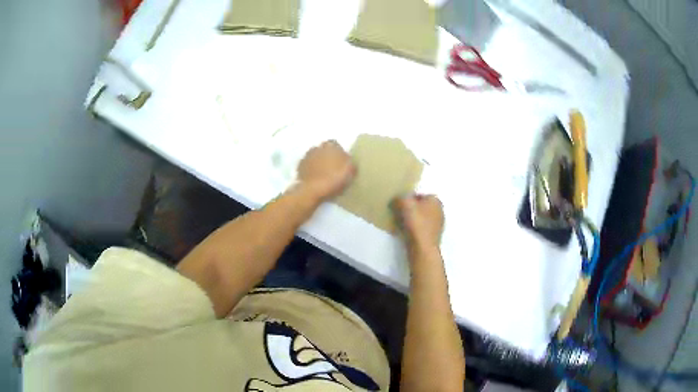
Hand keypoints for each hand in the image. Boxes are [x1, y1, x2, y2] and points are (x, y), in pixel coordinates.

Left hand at [297, 140, 355, 200]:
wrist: (311, 190)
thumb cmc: (333, 179)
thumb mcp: (349, 172)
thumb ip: (351, 163)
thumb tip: (349, 161)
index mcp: (330, 146)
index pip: (336, 145)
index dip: (339, 153)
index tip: (341, 162)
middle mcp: (317, 147)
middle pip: (324, 150)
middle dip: (328, 156)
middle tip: (333, 168)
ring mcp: (306, 156)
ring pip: (315, 156)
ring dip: (319, 162)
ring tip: (323, 174)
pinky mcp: (299, 166)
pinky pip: (307, 165)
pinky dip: (311, 169)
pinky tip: (315, 178)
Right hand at [393, 194, 443, 249]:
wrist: (422, 248)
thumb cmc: (416, 223)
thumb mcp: (404, 204)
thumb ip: (399, 198)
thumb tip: (397, 200)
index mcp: (435, 200)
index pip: (419, 195)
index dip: (407, 199)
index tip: (398, 205)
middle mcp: (439, 211)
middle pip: (420, 207)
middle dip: (409, 210)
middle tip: (398, 213)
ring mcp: (437, 225)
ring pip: (420, 219)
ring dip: (410, 220)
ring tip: (399, 224)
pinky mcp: (433, 237)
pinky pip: (420, 229)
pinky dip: (413, 230)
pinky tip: (405, 233)